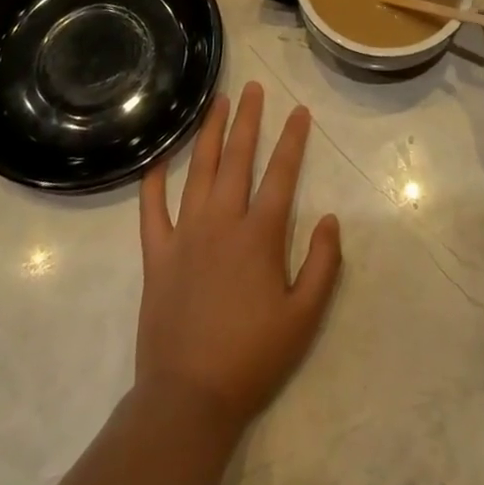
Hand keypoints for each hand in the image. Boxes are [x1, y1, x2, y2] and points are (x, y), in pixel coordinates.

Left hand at [136, 84, 342, 436]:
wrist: (189, 397)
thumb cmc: (252, 356)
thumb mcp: (304, 317)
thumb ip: (323, 264)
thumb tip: (330, 218)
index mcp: (259, 235)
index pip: (281, 173)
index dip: (292, 139)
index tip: (299, 110)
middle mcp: (222, 222)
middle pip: (236, 158)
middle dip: (247, 119)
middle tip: (251, 87)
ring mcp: (185, 234)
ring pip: (197, 170)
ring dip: (207, 133)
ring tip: (215, 103)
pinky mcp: (156, 253)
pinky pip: (152, 209)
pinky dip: (154, 181)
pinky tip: (157, 158)